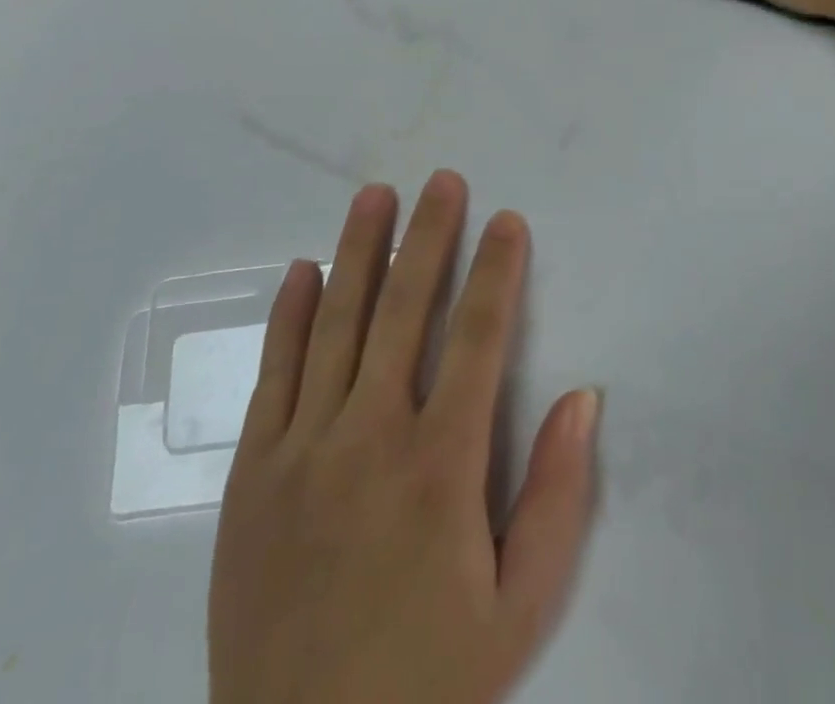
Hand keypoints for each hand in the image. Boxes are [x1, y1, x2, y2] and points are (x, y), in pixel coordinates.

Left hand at [208, 171, 601, 703]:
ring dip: (359, 251)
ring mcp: (303, 448)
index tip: (507, 220)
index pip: (480, 338)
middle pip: (406, 309)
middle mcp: (371, 435)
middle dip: (430, 236)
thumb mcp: (519, 609)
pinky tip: (303, 269)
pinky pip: (273, 373)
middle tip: (443, 180)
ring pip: (337, 323)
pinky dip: (290, 314)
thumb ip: (556, 498)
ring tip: (375, 195)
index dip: (497, 271)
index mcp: (441, 465)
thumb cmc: (426, 680)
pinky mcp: (251, 472)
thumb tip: (583, 398)